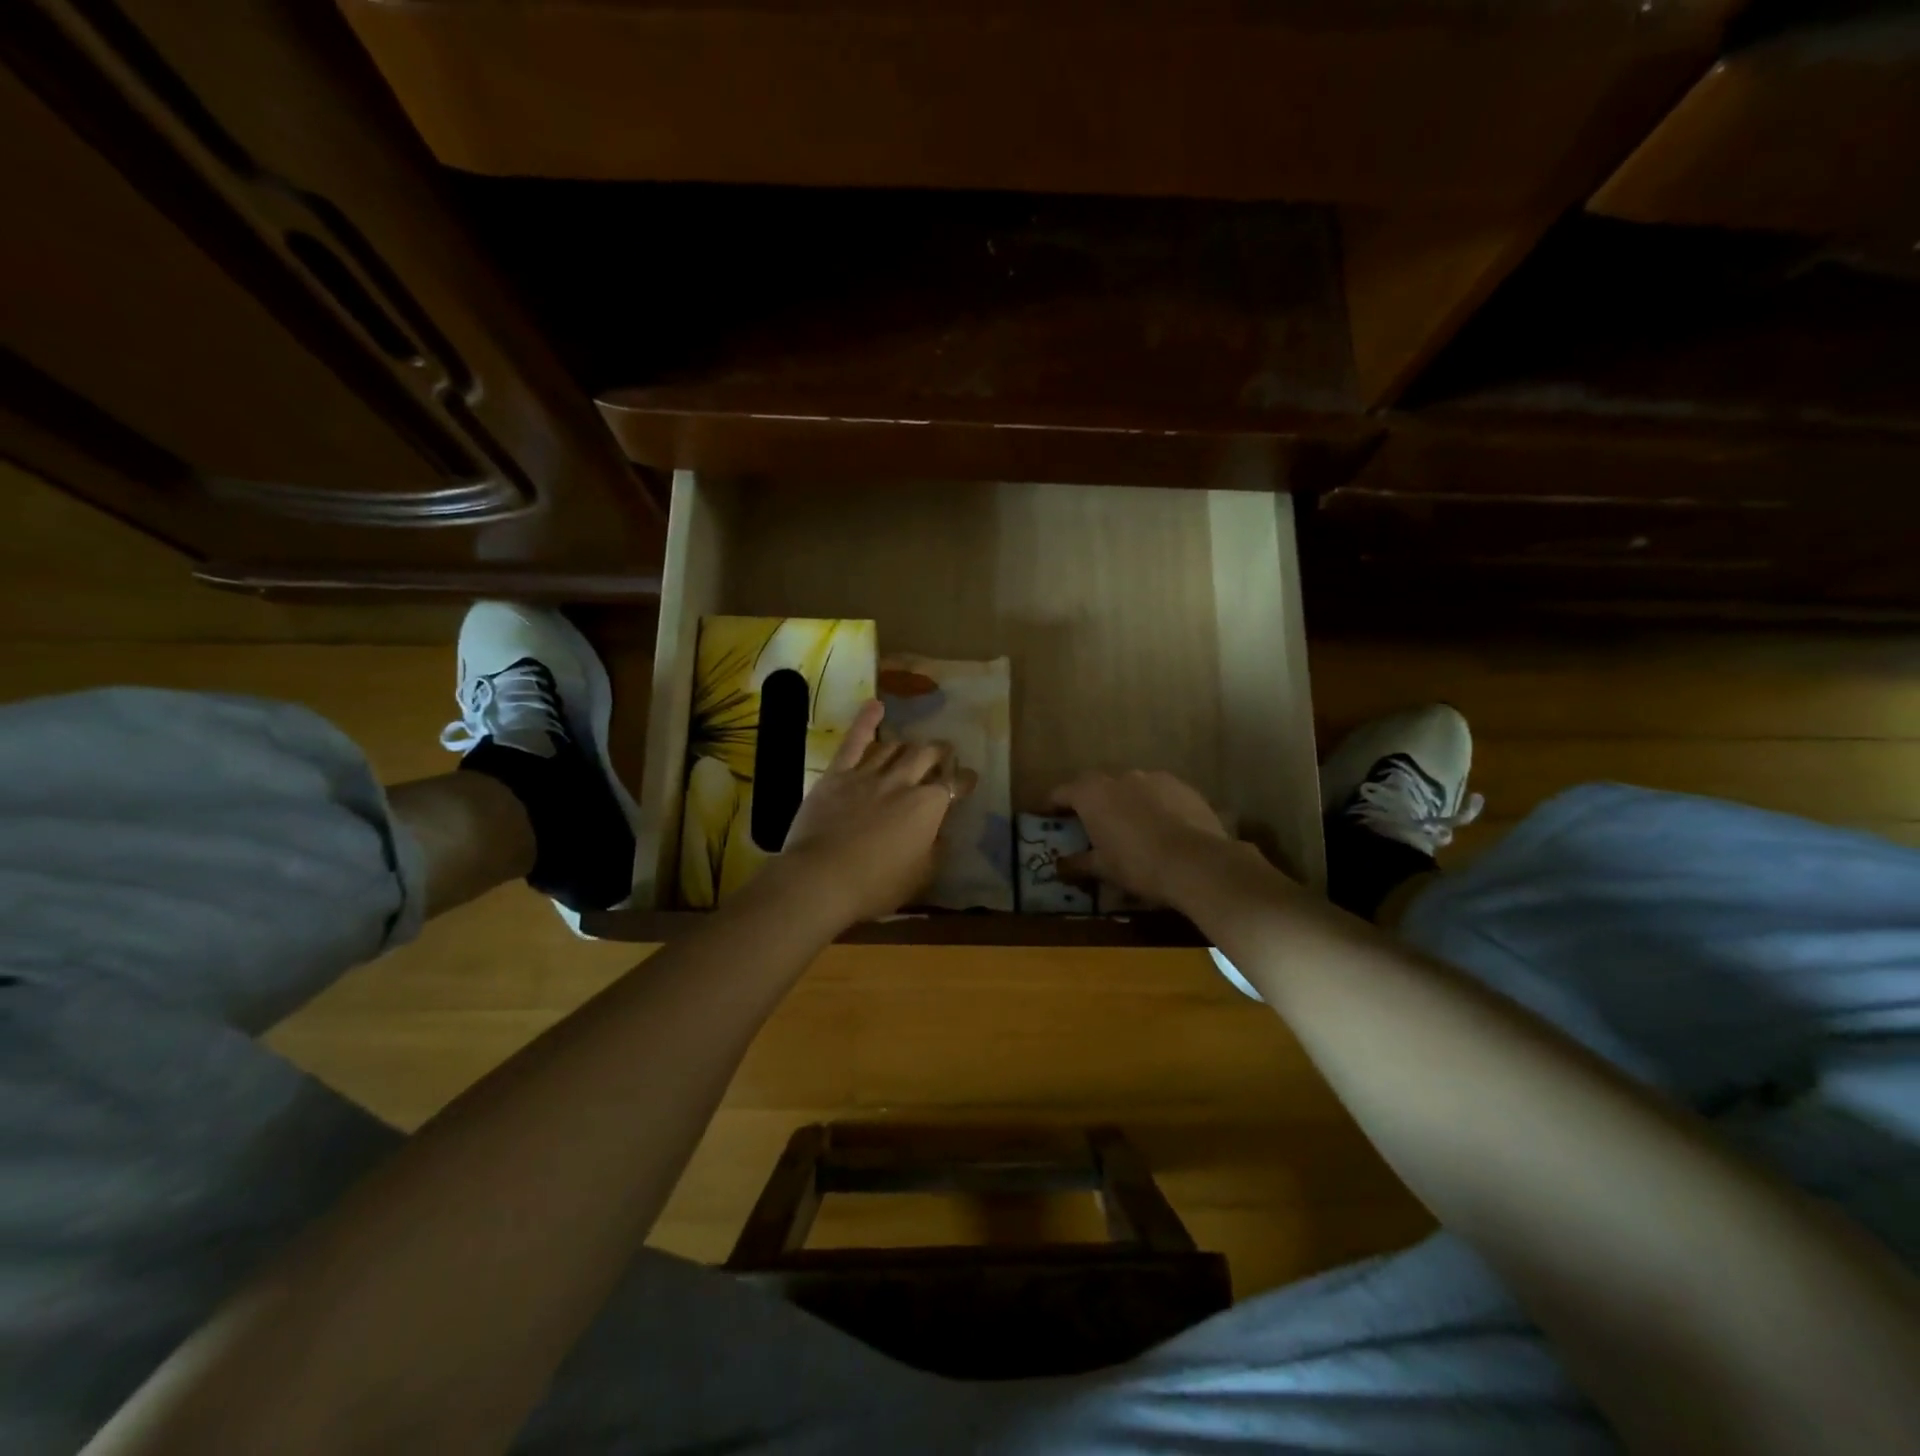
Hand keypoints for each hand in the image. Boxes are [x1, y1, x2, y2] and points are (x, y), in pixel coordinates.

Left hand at [770, 700, 975, 928]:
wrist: (821, 878)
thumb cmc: (875, 885)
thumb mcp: (920, 875)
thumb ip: (935, 849)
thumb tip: (941, 832)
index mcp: (928, 807)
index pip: (955, 785)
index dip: (965, 780)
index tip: (969, 779)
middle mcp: (903, 782)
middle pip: (927, 755)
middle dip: (940, 752)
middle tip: (944, 753)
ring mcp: (869, 774)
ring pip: (895, 747)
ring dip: (908, 746)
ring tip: (912, 748)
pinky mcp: (838, 774)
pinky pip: (854, 741)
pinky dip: (866, 721)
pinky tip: (876, 706)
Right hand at [1049, 769, 1242, 909]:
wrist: (1196, 862)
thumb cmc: (1137, 864)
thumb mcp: (1102, 869)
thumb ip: (1077, 864)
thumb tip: (1057, 866)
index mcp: (1092, 794)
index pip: (1062, 793)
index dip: (1051, 805)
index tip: (1046, 815)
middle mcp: (1119, 777)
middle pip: (1096, 786)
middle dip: (1091, 802)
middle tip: (1089, 824)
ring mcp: (1153, 777)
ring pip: (1130, 787)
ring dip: (1124, 802)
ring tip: (1130, 827)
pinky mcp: (1182, 786)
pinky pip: (1159, 793)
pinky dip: (1154, 806)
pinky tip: (1162, 828)